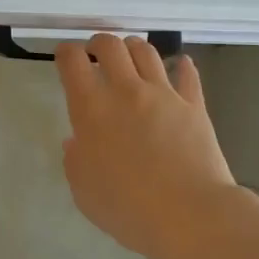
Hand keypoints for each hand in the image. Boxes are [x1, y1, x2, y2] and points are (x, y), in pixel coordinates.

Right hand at [55, 34, 238, 258]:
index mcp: (92, 109)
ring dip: (133, 47)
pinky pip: (187, 74)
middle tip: (95, 54)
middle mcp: (126, 91)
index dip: (65, 53)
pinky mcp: (194, 104)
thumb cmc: (129, 209)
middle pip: (110, 45)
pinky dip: (182, 65)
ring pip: (146, 51)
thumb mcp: (84, 192)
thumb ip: (76, 161)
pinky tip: (180, 64)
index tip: (64, 58)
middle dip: (98, 43)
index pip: (72, 61)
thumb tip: (77, 142)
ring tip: (130, 55)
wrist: (190, 215)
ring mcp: (163, 94)